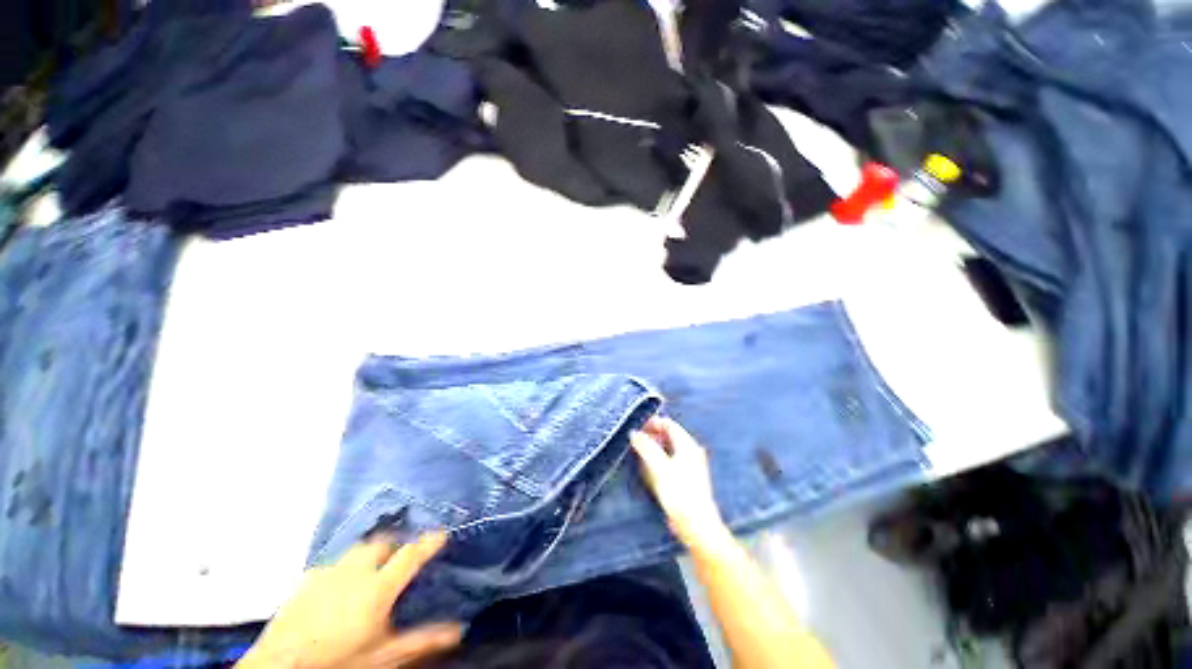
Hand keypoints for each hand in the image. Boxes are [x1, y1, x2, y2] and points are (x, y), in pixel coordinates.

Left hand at [237, 533, 461, 668]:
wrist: (279, 668)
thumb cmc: (338, 663)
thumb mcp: (383, 656)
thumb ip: (421, 640)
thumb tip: (458, 630)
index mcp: (377, 588)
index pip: (410, 555)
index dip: (428, 542)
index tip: (442, 533)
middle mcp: (355, 572)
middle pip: (382, 542)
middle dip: (396, 544)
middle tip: (403, 555)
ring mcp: (328, 572)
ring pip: (358, 548)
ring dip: (371, 551)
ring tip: (375, 565)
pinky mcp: (306, 579)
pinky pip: (334, 562)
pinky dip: (345, 566)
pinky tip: (340, 585)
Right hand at [630, 417, 731, 550]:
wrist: (697, 526)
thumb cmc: (679, 493)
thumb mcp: (659, 467)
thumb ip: (646, 447)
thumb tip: (634, 433)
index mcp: (688, 445)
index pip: (670, 425)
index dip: (654, 423)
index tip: (638, 426)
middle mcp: (691, 452)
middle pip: (670, 436)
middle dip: (652, 435)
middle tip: (636, 439)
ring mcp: (690, 466)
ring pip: (669, 449)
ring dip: (654, 447)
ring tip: (639, 451)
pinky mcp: (686, 479)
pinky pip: (670, 461)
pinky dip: (659, 459)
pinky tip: (648, 468)